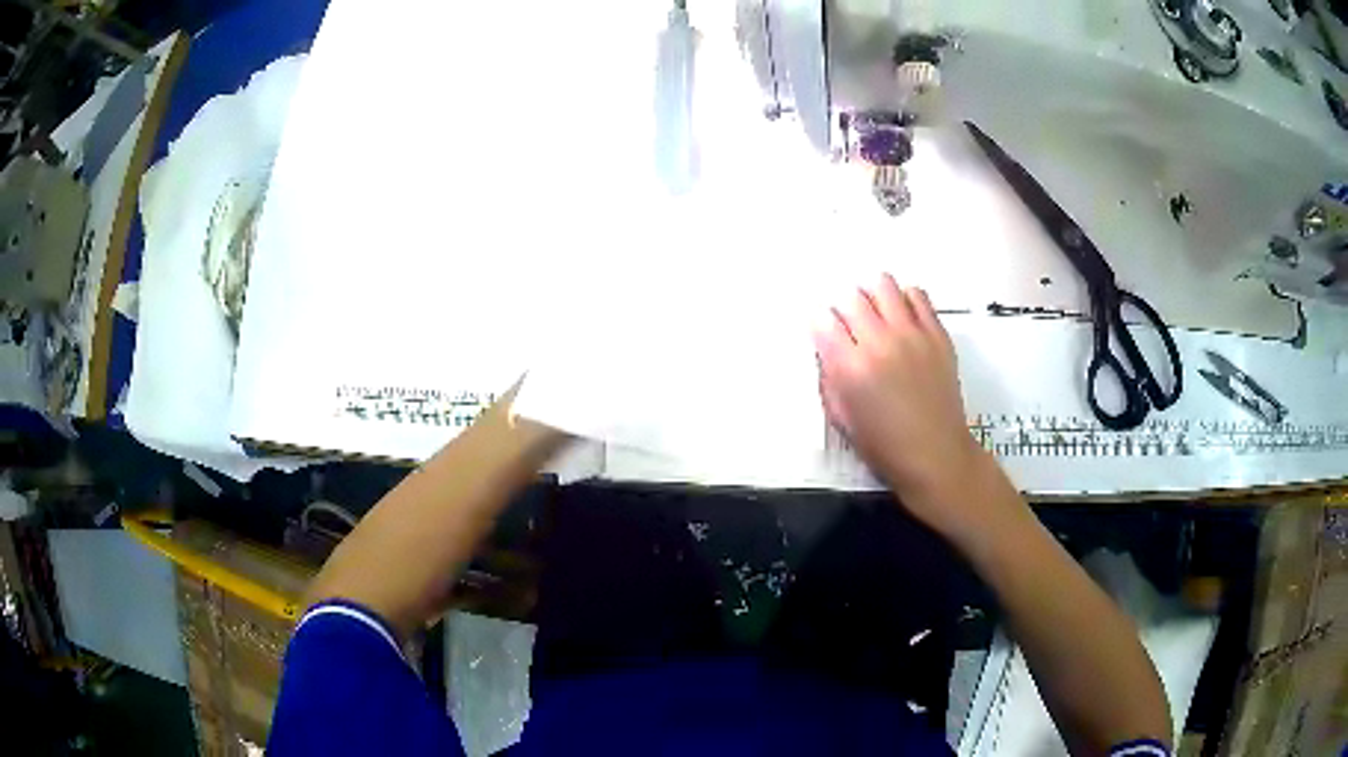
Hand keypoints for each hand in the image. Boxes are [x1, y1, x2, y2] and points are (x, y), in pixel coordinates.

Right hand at [814, 275, 995, 532]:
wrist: (936, 455)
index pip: (823, 322)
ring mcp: (912, 335)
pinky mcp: (937, 334)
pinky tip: (902, 316)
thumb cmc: (886, 446)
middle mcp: (880, 343)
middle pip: (851, 297)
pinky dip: (904, 299)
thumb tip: (827, 352)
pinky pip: (917, 295)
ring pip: (884, 285)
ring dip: (873, 295)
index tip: (824, 333)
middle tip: (850, 325)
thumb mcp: (842, 419)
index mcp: (851, 368)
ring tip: (876, 312)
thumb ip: (829, 379)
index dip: (820, 325)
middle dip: (843, 308)